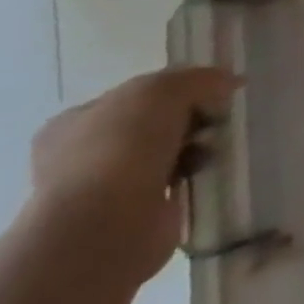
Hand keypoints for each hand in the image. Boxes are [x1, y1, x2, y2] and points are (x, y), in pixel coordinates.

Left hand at [29, 67, 236, 286]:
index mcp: (74, 122)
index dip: (178, 90)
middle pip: (154, 124)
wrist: (109, 224)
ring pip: (167, 154)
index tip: (212, 95)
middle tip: (217, 122)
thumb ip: (197, 79)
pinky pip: (176, 183)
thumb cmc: (122, 148)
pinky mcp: (135, 214)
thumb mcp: (162, 91)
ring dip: (196, 149)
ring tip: (216, 150)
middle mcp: (83, 154)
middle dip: (190, 121)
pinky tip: (209, 174)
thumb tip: (229, 81)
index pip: (136, 96)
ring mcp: (106, 188)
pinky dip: (195, 177)